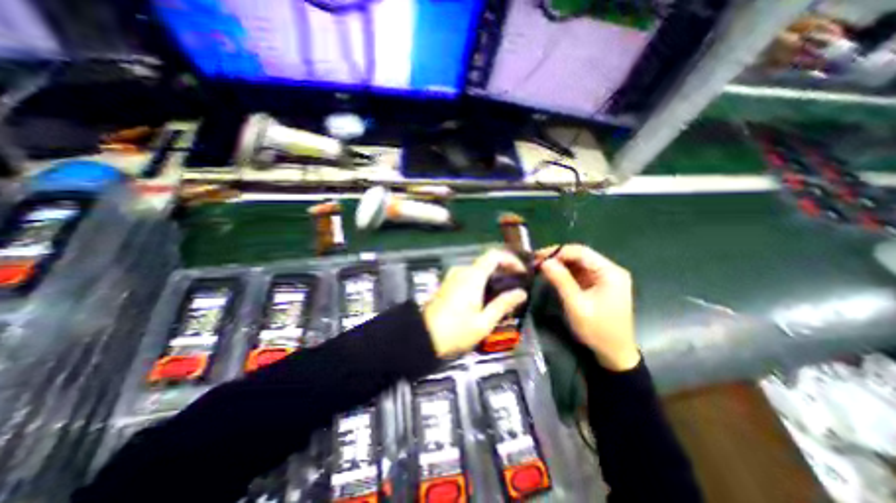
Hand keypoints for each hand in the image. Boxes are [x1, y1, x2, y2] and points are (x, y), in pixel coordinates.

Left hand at [424, 247, 527, 357]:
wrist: (422, 337)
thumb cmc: (455, 331)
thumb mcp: (483, 322)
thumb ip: (503, 304)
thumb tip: (521, 293)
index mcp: (472, 276)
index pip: (494, 255)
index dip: (510, 260)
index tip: (521, 272)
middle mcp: (462, 271)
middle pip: (487, 262)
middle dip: (503, 272)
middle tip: (514, 288)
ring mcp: (452, 277)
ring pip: (477, 270)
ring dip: (492, 278)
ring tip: (502, 296)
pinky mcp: (447, 284)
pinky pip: (468, 277)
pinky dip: (480, 282)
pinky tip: (485, 299)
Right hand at [535, 246, 640, 371]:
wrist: (614, 354)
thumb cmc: (597, 330)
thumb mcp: (576, 305)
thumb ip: (561, 281)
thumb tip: (545, 261)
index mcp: (610, 272)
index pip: (581, 252)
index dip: (557, 251)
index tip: (537, 257)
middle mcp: (609, 270)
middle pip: (580, 256)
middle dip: (557, 257)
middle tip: (536, 262)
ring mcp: (605, 278)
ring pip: (578, 263)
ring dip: (559, 264)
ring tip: (540, 267)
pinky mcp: (599, 285)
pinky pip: (579, 273)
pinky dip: (565, 273)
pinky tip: (552, 275)